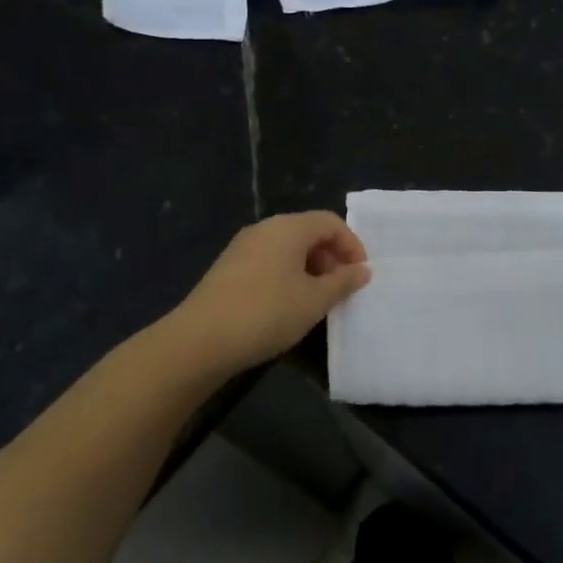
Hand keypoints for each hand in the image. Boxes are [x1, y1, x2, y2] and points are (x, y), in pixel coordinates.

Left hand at [170, 212, 370, 373]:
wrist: (200, 340)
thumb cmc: (267, 313)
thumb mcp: (314, 300)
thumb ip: (343, 282)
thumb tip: (362, 270)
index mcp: (288, 228)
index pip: (330, 222)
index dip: (351, 245)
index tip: (360, 275)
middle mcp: (265, 229)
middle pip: (308, 232)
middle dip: (331, 257)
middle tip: (342, 289)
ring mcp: (242, 247)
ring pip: (287, 249)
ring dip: (310, 269)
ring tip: (317, 300)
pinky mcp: (228, 268)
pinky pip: (269, 262)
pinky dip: (287, 276)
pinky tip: (288, 306)